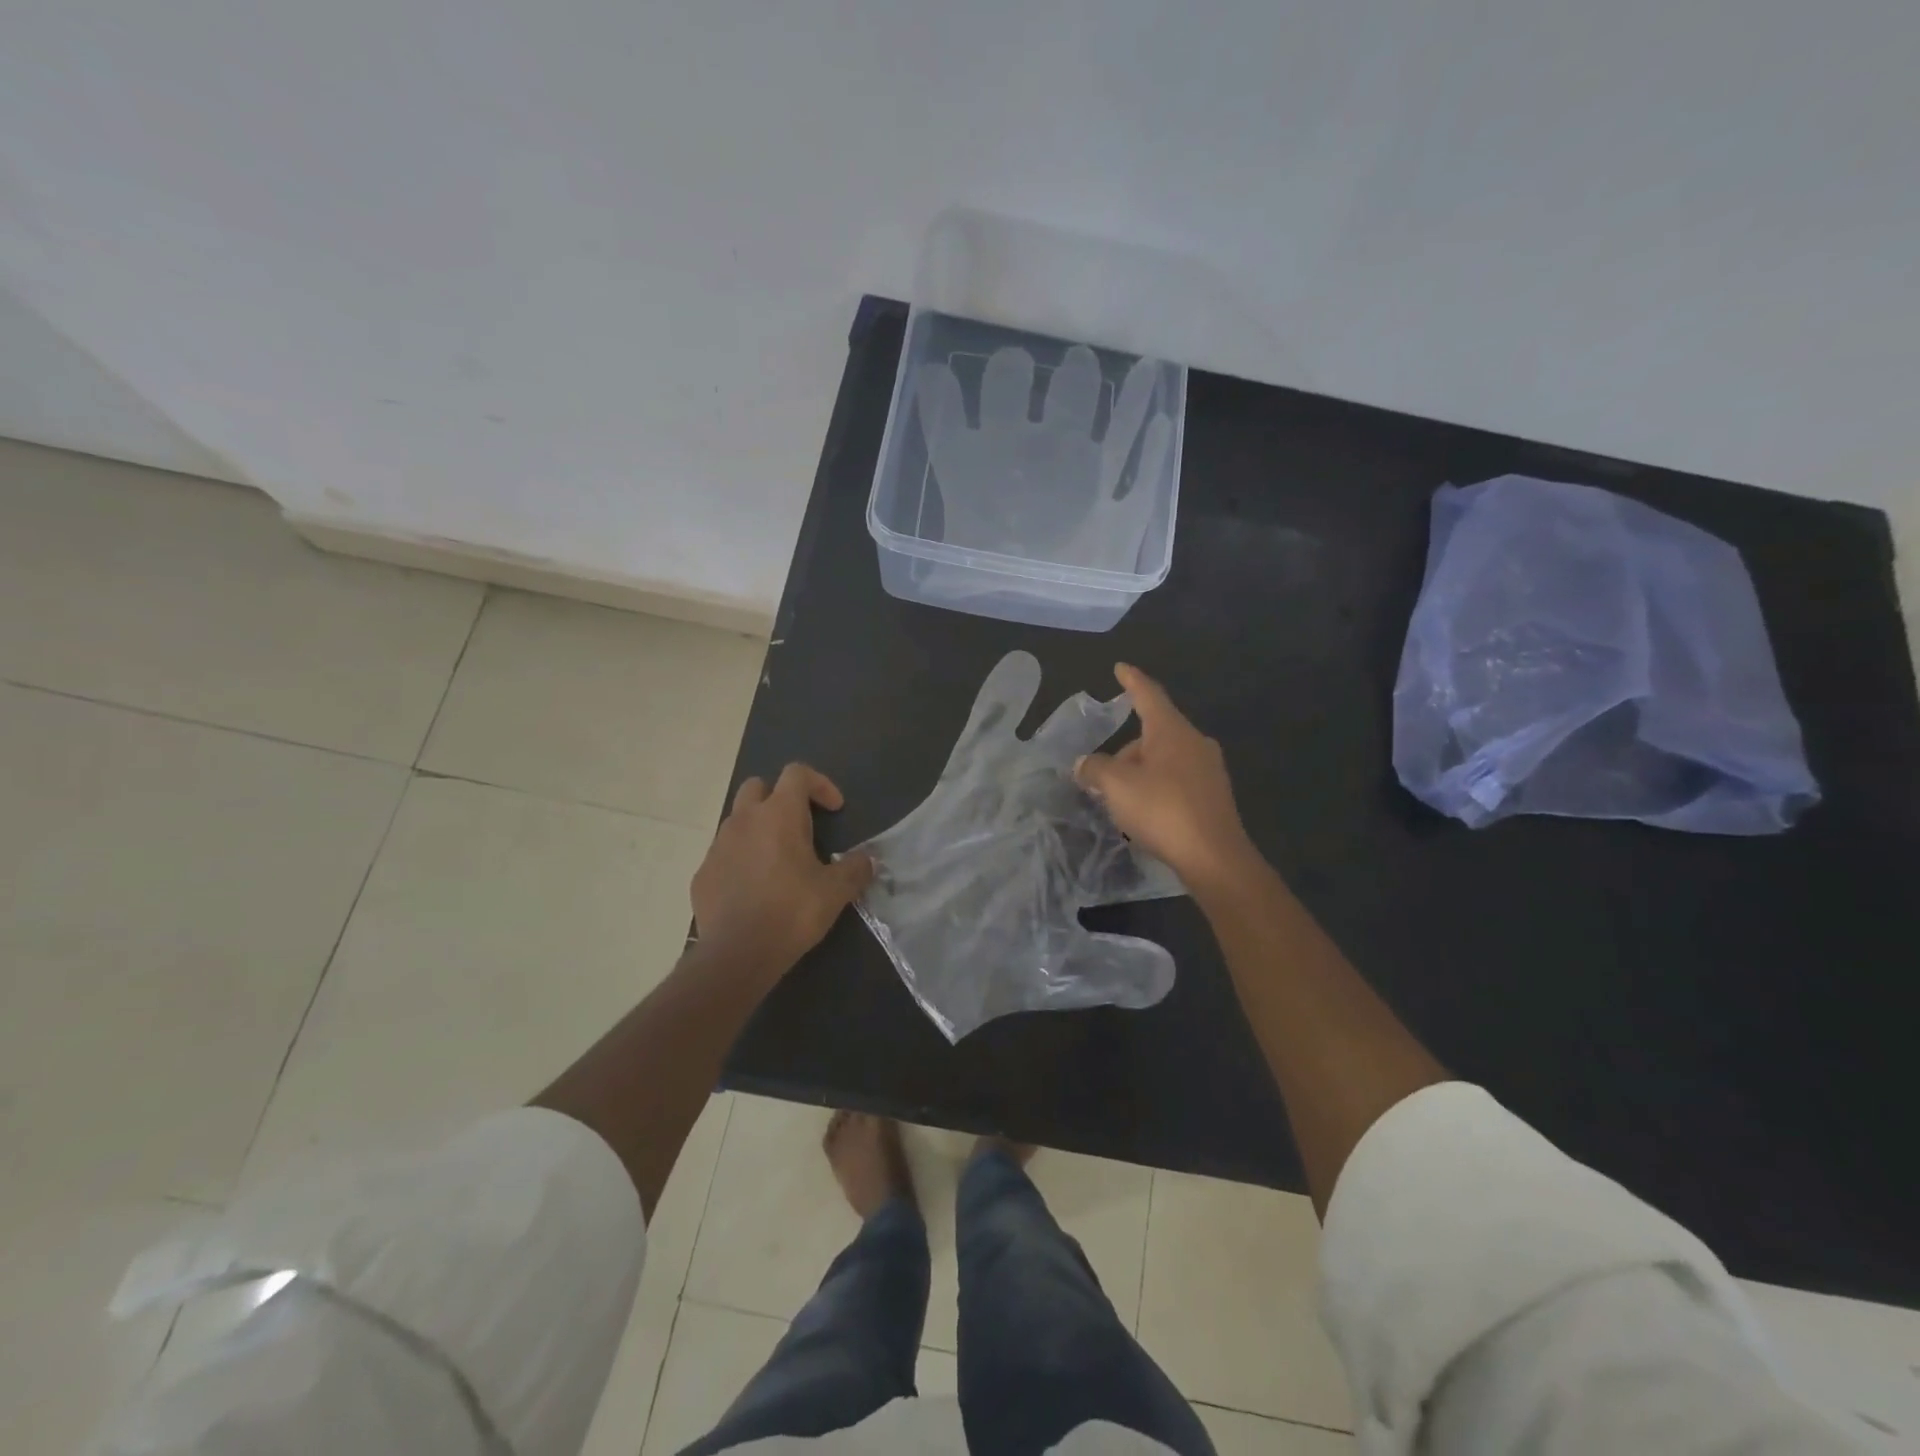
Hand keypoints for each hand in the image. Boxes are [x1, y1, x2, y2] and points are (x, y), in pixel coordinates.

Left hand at [692, 764, 874, 975]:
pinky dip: (740, 860)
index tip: (834, 809)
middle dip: (779, 797)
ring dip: (758, 829)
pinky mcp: (703, 873)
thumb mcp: (835, 891)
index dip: (819, 784)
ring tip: (777, 861)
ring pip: (737, 821)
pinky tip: (754, 889)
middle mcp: (744, 820)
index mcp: (779, 814)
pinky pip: (724, 854)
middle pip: (757, 786)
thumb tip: (868, 860)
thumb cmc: (792, 912)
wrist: (737, 954)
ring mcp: (718, 846)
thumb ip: (855, 869)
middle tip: (799, 826)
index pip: (796, 773)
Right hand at [1074, 664, 1258, 896]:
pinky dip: (1156, 788)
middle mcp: (1195, 742)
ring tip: (1119, 800)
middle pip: (1153, 734)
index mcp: (1172, 731)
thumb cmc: (1162, 809)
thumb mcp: (1116, 786)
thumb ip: (1094, 769)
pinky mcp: (1213, 796)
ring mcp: (1209, 770)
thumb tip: (1083, 764)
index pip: (1148, 695)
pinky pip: (1176, 780)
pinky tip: (1144, 813)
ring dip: (1139, 772)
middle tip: (1101, 776)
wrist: (1214, 857)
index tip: (1120, 667)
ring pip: (1165, 759)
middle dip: (1126, 751)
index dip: (1131, 680)